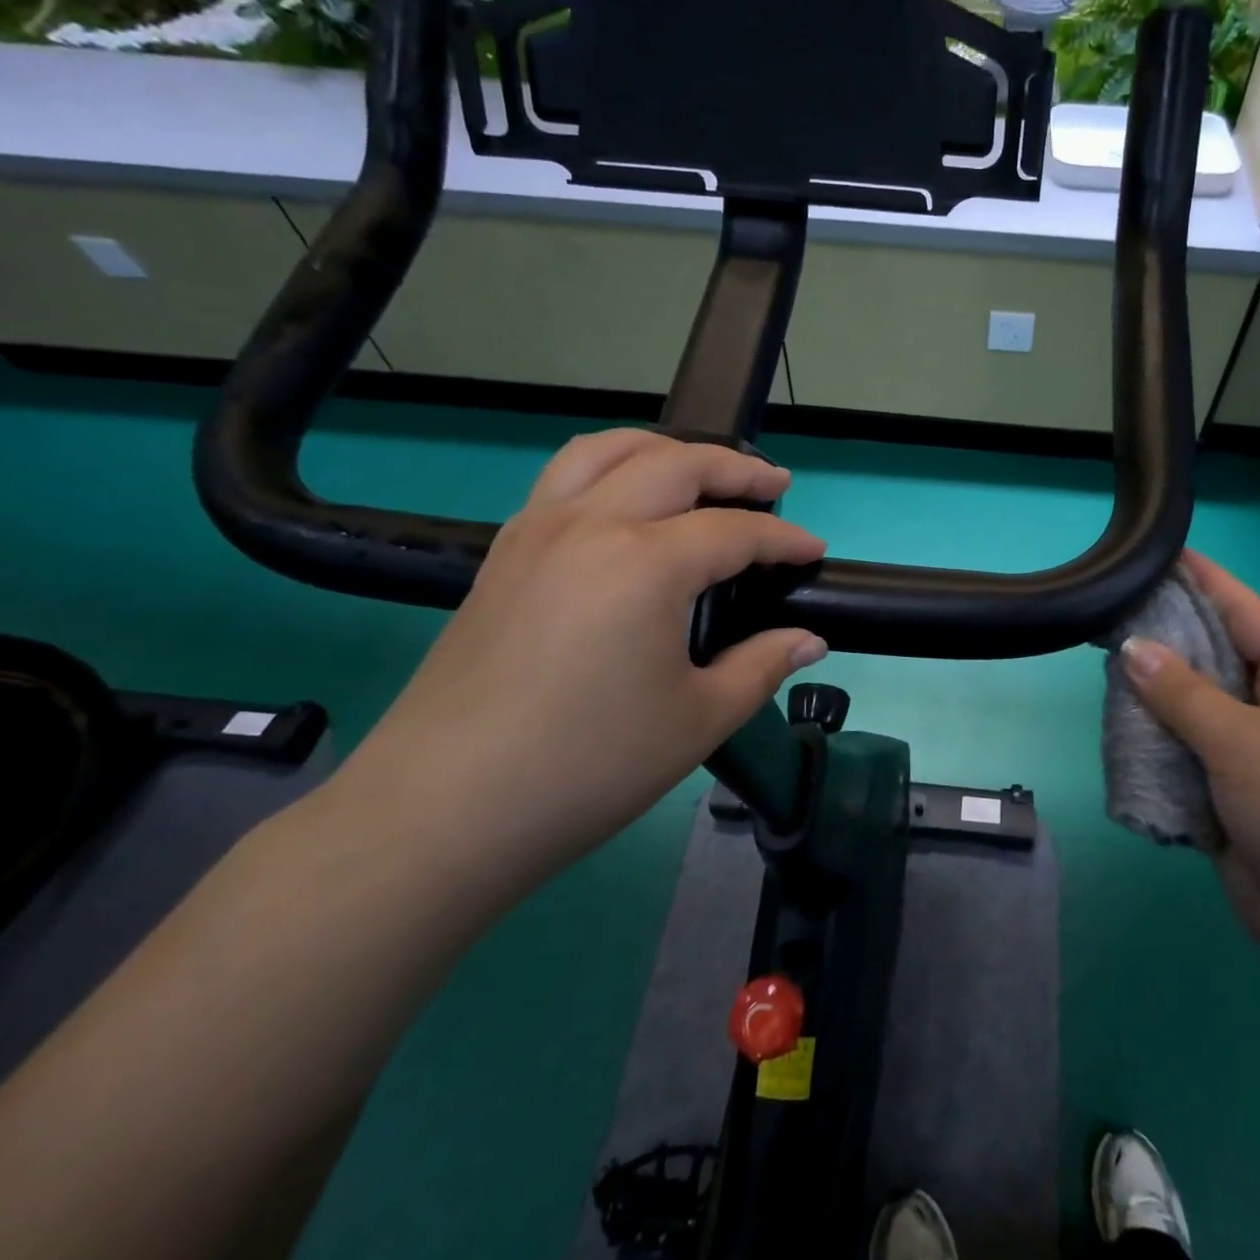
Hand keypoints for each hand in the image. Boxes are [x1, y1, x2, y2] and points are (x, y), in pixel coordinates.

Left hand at [334, 430, 827, 892]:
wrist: (444, 810)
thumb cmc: (588, 765)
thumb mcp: (699, 719)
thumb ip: (762, 666)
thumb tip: (809, 640)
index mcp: (645, 563)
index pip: (734, 531)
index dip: (783, 539)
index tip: (814, 551)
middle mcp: (590, 525)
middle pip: (675, 464)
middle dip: (734, 468)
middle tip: (774, 483)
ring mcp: (536, 533)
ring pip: (606, 452)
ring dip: (663, 449)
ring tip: (697, 470)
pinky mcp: (502, 556)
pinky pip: (562, 480)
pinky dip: (609, 470)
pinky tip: (625, 508)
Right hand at [1121, 551, 1259, 971]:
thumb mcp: (1242, 742)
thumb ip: (1182, 692)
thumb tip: (1132, 646)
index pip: (1246, 611)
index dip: (1205, 580)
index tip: (1160, 553)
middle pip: (1216, 655)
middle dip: (1169, 635)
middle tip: (1112, 609)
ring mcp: (1255, 750)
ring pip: (1195, 704)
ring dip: (1156, 692)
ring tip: (1103, 662)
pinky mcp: (1231, 789)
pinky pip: (1187, 748)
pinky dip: (1156, 738)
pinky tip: (1117, 723)